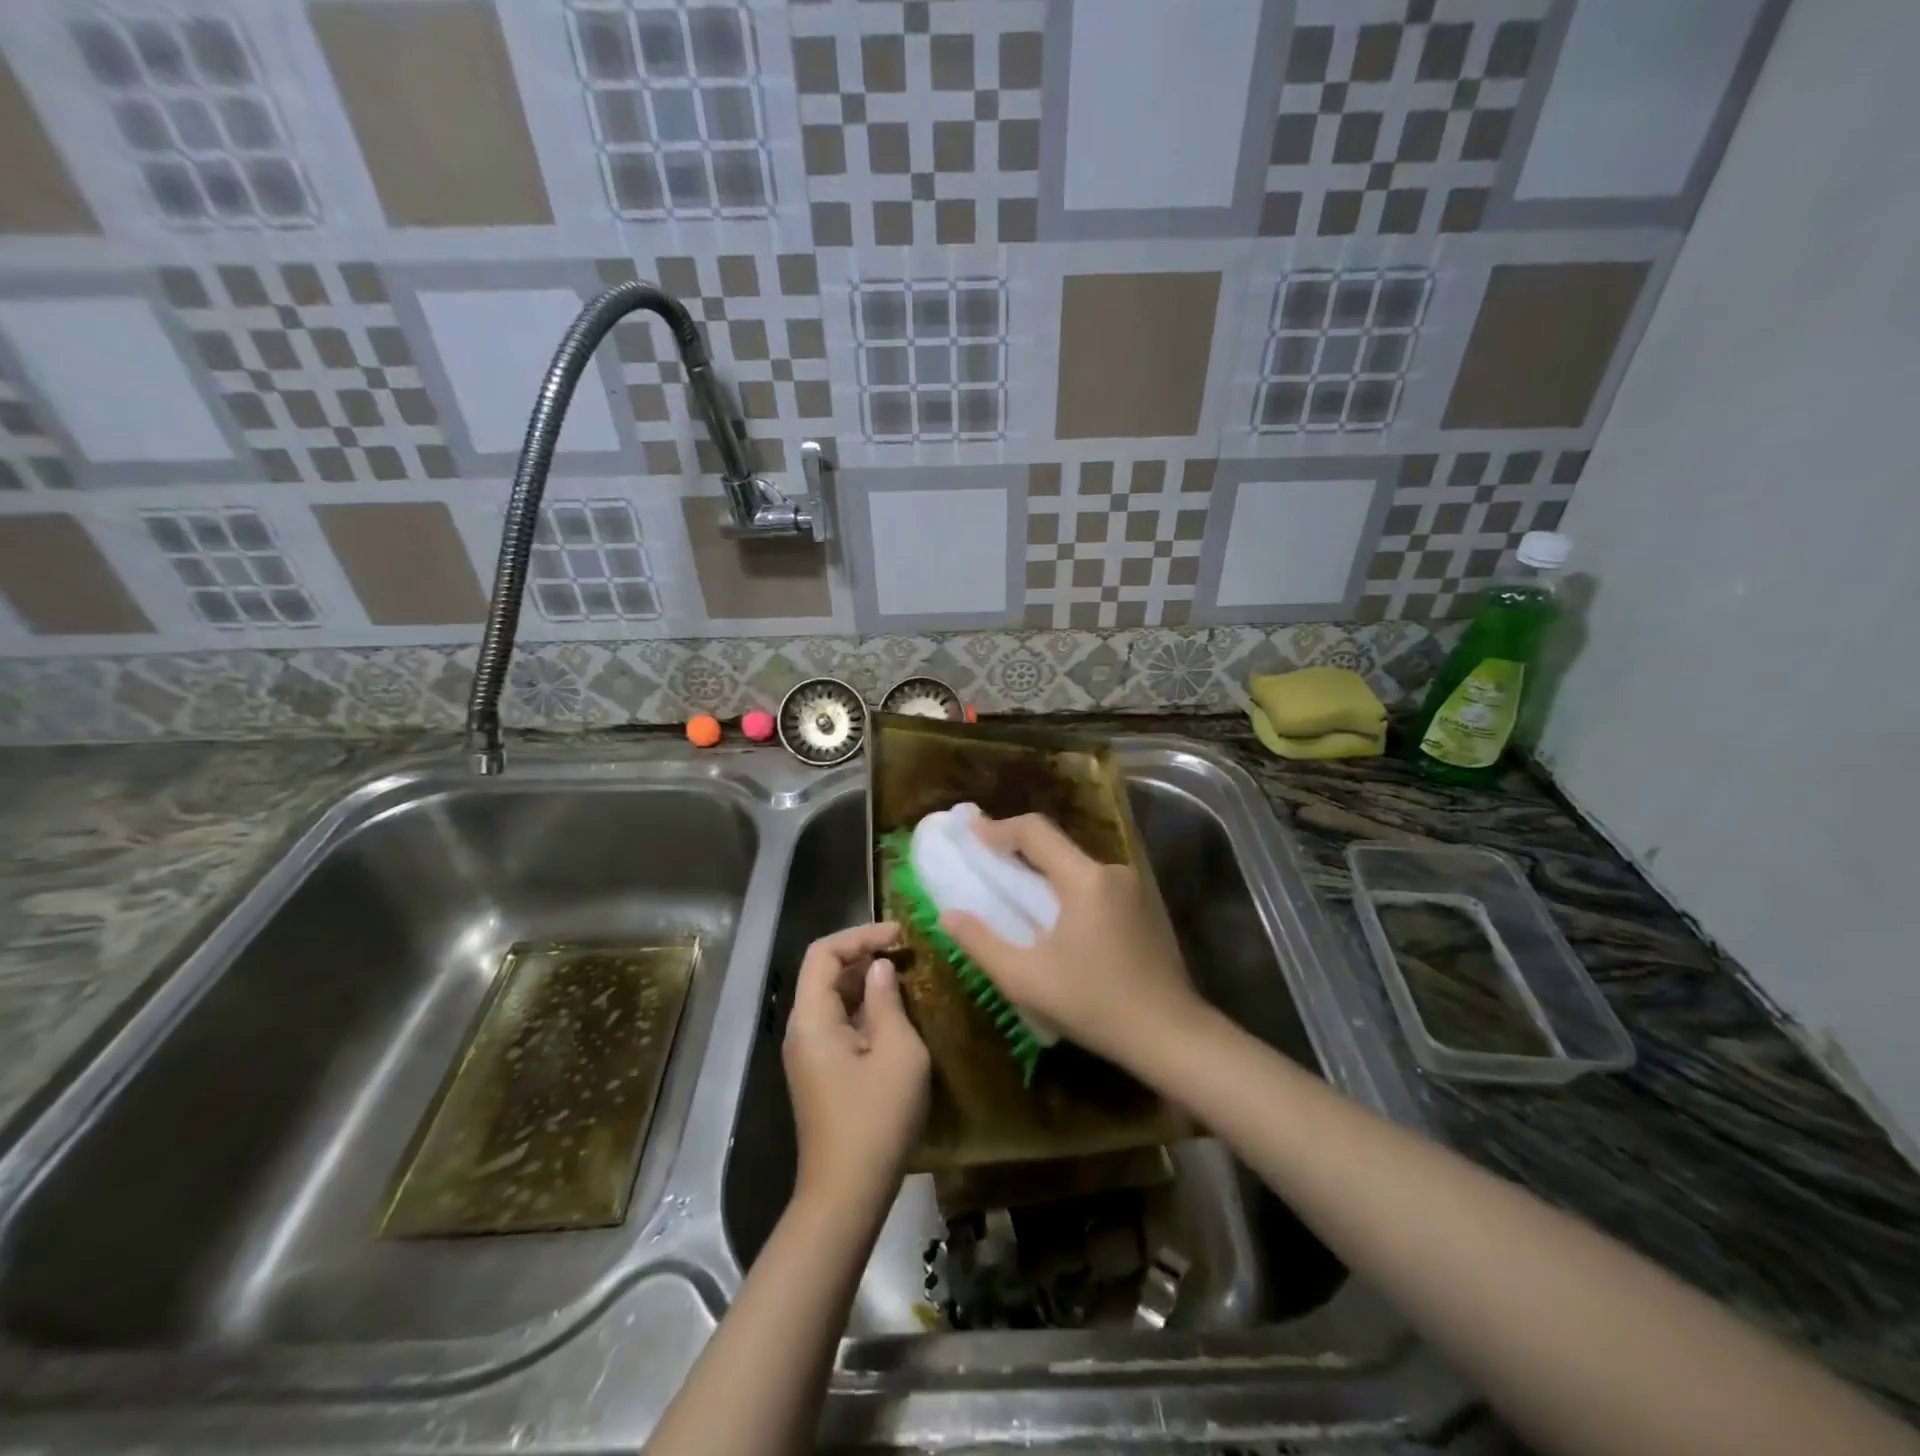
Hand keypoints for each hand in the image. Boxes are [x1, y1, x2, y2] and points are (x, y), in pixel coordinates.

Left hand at [782, 922, 929, 1219]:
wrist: (847, 1194)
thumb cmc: (876, 1119)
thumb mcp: (897, 1052)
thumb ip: (887, 1001)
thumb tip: (879, 968)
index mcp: (811, 1019)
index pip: (823, 952)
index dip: (860, 935)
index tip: (899, 935)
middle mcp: (801, 1030)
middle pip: (824, 972)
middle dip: (863, 954)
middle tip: (907, 952)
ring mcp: (808, 1053)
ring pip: (832, 998)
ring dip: (865, 981)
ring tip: (906, 976)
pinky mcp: (820, 1072)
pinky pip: (838, 1023)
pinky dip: (864, 1008)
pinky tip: (895, 1014)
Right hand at [939, 814, 1205, 1070]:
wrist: (1171, 1035)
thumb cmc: (1095, 1005)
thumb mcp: (1026, 980)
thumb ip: (982, 943)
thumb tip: (949, 915)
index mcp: (1085, 880)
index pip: (1035, 831)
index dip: (998, 828)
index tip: (970, 833)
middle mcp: (1112, 871)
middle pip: (1057, 846)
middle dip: (1019, 849)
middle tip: (987, 861)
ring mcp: (1134, 887)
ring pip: (1078, 866)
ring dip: (1045, 872)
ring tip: (1017, 893)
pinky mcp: (1145, 906)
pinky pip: (1096, 883)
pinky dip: (1069, 888)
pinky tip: (1057, 919)